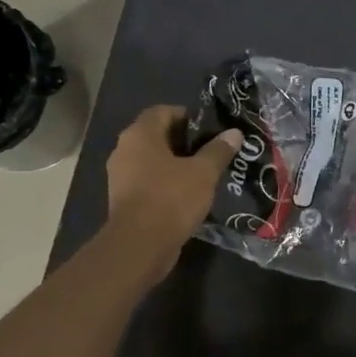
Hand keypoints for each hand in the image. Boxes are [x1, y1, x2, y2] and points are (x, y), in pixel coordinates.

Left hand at [104, 106, 241, 284]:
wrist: (140, 245)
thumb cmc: (171, 199)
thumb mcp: (203, 173)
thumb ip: (218, 151)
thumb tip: (234, 133)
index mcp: (140, 135)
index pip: (163, 111)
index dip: (187, 116)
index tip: (210, 130)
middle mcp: (124, 150)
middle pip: (157, 136)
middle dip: (185, 142)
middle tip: (212, 152)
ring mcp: (121, 176)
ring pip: (153, 161)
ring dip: (176, 165)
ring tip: (204, 174)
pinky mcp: (124, 199)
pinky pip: (149, 182)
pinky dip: (166, 184)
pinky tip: (189, 195)